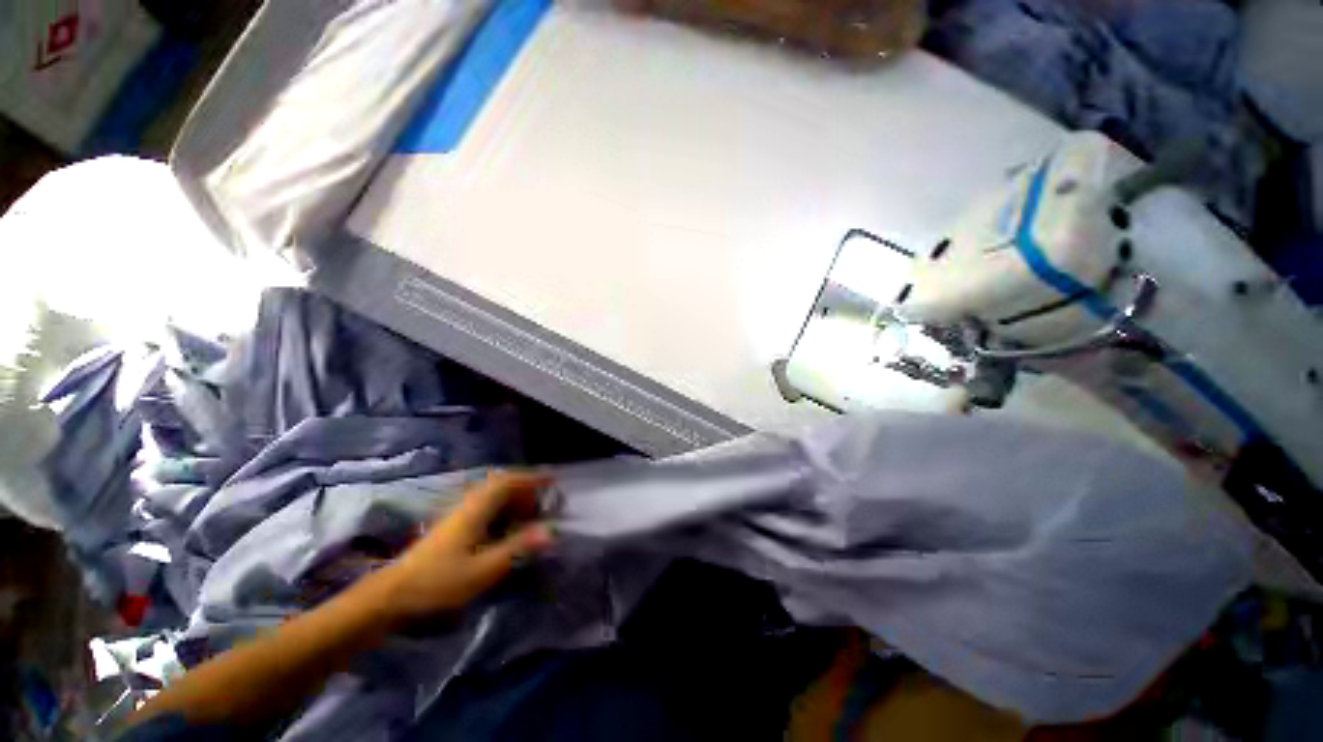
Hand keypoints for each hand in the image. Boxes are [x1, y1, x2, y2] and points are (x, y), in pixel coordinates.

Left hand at [376, 472, 553, 624]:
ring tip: (531, 514)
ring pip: (492, 495)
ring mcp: (458, 515)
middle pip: (501, 484)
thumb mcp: (483, 569)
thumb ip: (517, 548)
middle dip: (526, 489)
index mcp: (475, 510)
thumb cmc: (438, 582)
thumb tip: (551, 531)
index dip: (532, 478)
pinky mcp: (453, 526)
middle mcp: (468, 505)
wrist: (392, 596)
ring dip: (514, 499)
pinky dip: (503, 509)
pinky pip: (486, 506)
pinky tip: (507, 528)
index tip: (553, 479)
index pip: (507, 482)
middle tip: (544, 503)